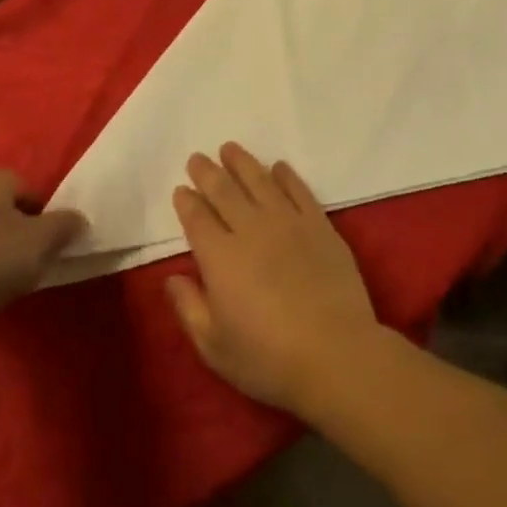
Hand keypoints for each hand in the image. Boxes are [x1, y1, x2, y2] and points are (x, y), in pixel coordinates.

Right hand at [165, 143, 380, 416]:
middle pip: (225, 192)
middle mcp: (251, 230)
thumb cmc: (268, 358)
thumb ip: (189, 308)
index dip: (187, 202)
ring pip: (260, 182)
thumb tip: (171, 278)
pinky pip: (299, 190)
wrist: (335, 352)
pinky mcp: (320, 225)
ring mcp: (289, 223)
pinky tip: (278, 167)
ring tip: (230, 148)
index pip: (198, 219)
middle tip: (198, 157)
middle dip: (208, 173)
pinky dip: (286, 175)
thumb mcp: (214, 347)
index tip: (181, 189)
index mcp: (220, 258)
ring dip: (243, 163)